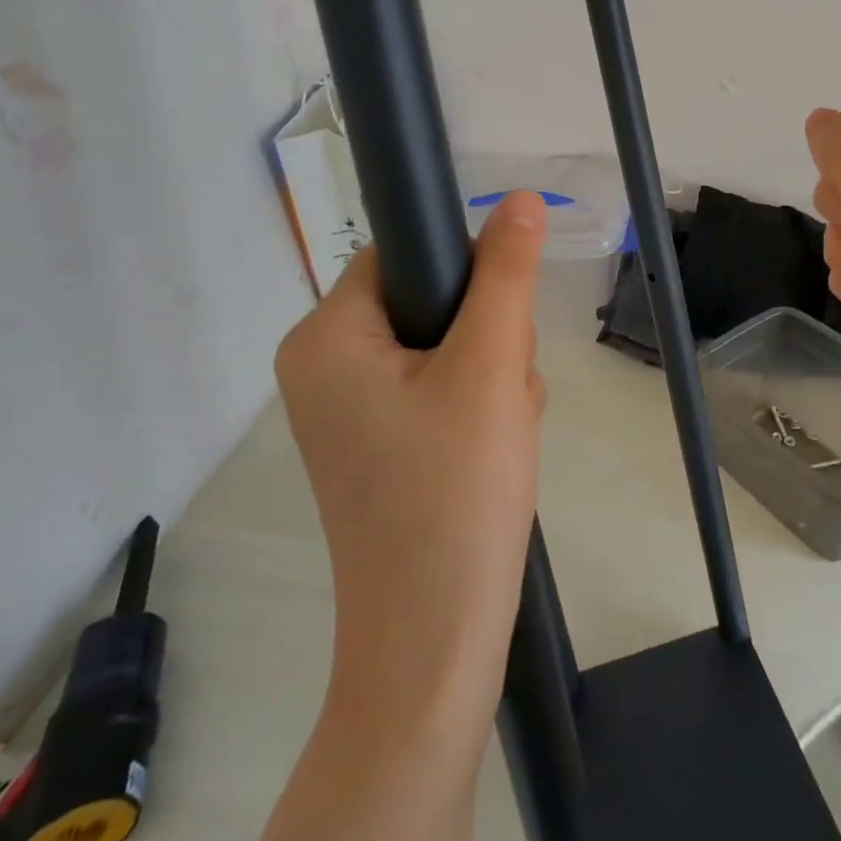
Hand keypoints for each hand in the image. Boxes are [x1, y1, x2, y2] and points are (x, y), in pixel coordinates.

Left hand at [273, 192, 547, 743]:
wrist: (436, 642)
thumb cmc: (454, 492)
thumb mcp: (490, 367)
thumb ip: (505, 274)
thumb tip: (518, 198)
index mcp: (325, 337)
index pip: (403, 253)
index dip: (466, 274)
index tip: (502, 327)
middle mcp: (322, 368)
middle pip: (427, 301)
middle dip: (486, 337)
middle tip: (504, 392)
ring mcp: (349, 413)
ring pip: (443, 347)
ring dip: (491, 374)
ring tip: (505, 430)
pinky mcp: (378, 447)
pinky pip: (437, 391)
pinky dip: (477, 407)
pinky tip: (495, 450)